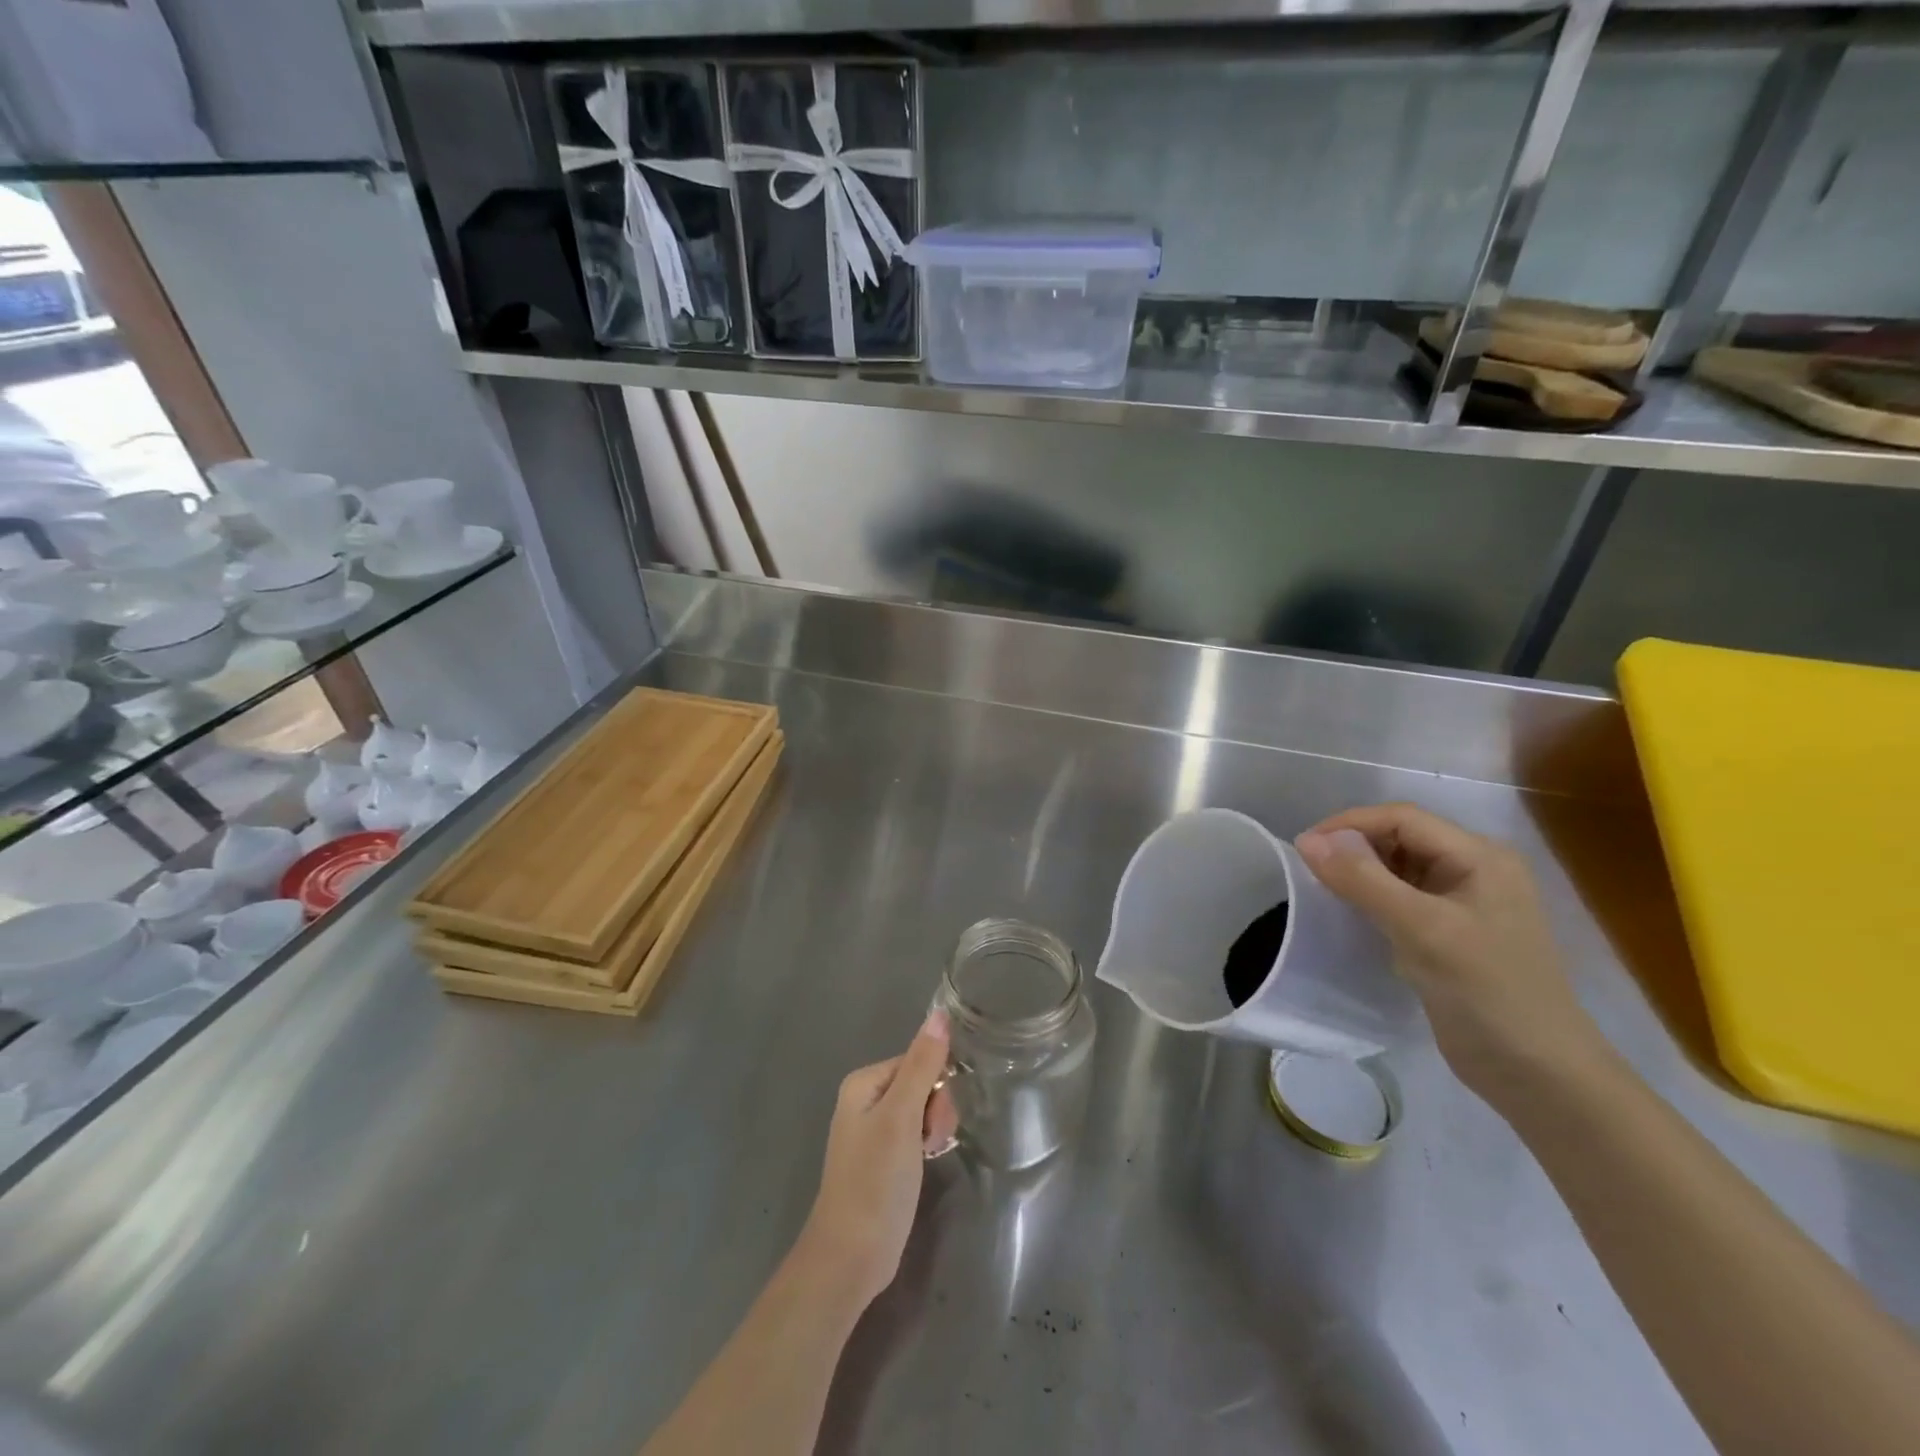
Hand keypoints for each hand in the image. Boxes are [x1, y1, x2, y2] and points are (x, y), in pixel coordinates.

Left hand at [796, 1010, 958, 1311]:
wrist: (850, 1258)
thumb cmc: (875, 1182)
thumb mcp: (901, 1118)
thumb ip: (922, 1065)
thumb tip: (939, 1013)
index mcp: (864, 1082)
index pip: (918, 1060)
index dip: (937, 1086)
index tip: (935, 1121)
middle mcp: (866, 1099)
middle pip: (922, 1083)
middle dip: (936, 1110)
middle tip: (931, 1143)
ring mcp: (874, 1130)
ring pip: (923, 1109)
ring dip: (934, 1130)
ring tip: (928, 1158)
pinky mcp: (884, 1157)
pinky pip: (916, 1133)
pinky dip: (926, 1145)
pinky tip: (927, 1164)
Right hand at [1295, 803, 1610, 1103]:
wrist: (1539, 1075)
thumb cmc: (1487, 991)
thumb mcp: (1421, 929)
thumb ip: (1363, 880)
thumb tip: (1307, 841)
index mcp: (1479, 857)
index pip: (1402, 818)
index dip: (1349, 824)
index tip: (1303, 848)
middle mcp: (1474, 870)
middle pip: (1400, 838)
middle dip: (1353, 847)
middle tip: (1309, 870)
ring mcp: (1463, 904)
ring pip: (1398, 868)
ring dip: (1360, 873)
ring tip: (1322, 890)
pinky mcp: (1451, 934)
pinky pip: (1401, 899)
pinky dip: (1371, 899)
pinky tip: (1351, 915)